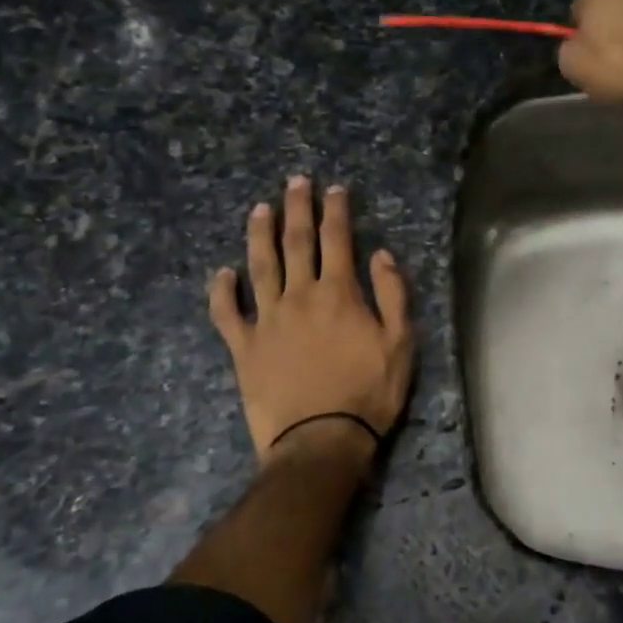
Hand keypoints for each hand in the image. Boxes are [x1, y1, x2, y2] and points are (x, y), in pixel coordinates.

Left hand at [208, 176, 414, 463]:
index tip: (335, 189)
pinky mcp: (244, 347)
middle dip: (297, 208)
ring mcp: (266, 320)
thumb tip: (381, 255)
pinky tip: (222, 273)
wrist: (321, 440)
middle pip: (296, 242)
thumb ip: (393, 295)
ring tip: (259, 209)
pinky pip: (227, 313)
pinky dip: (222, 291)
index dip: (336, 211)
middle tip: (295, 181)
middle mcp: (299, 296)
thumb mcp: (401, 344)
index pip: (337, 240)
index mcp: (338, 294)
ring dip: (259, 235)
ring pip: (260, 267)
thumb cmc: (368, 393)